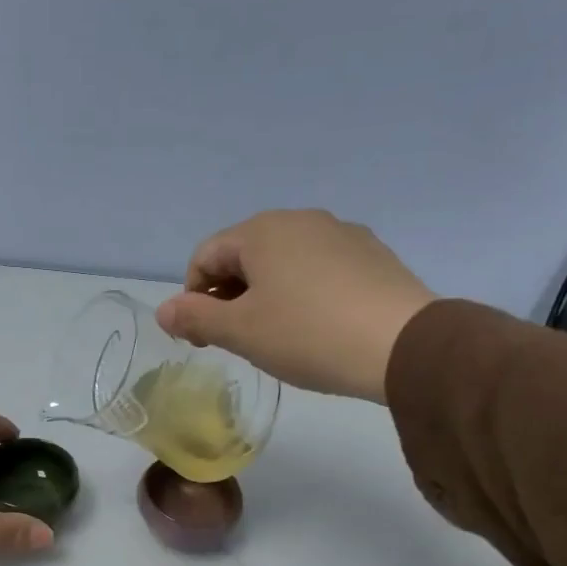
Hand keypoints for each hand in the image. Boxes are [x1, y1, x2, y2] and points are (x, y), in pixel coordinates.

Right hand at [156, 209, 435, 402]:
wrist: (404, 345)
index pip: (206, 256)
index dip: (192, 297)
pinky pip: (319, 269)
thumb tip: (163, 311)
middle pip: (245, 255)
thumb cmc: (307, 334)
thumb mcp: (241, 332)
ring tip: (275, 336)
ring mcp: (342, 234)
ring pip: (283, 262)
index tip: (201, 338)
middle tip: (234, 340)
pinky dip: (303, 293)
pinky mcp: (373, 255)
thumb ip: (196, 318)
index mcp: (262, 231)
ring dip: (265, 295)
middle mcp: (301, 220)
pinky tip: (315, 327)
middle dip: (229, 296)